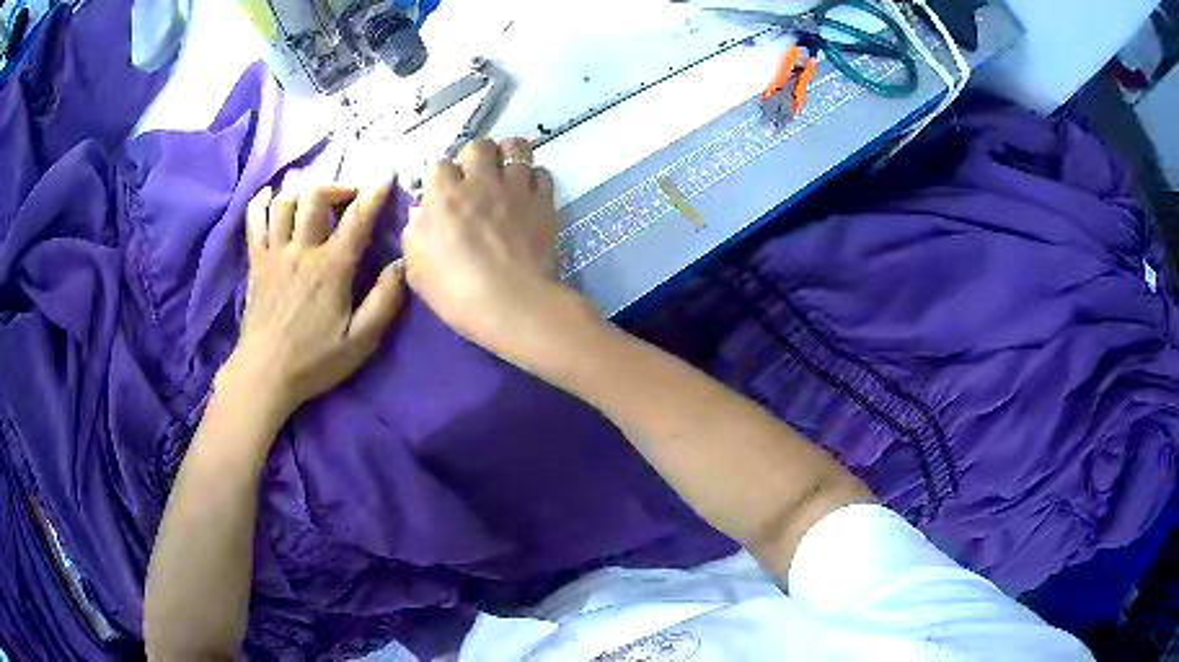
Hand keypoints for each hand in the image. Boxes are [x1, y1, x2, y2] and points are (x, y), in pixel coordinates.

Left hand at [221, 182, 405, 423]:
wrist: (265, 375)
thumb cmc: (314, 361)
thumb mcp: (361, 341)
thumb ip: (384, 301)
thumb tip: (401, 264)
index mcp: (331, 268)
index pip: (357, 218)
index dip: (374, 193)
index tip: (386, 177)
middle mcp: (302, 250)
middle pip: (316, 196)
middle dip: (338, 186)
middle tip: (350, 196)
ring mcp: (275, 253)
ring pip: (286, 202)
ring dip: (304, 192)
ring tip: (316, 200)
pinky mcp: (256, 262)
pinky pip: (254, 220)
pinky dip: (262, 202)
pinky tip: (272, 196)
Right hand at [402, 138, 594, 360]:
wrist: (513, 304)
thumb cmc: (456, 292)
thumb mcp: (416, 268)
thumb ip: (415, 233)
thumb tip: (421, 214)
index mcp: (444, 195)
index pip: (438, 164)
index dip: (440, 178)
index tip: (442, 195)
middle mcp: (481, 181)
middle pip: (479, 145)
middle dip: (474, 158)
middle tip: (475, 180)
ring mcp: (516, 188)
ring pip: (515, 147)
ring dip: (508, 157)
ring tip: (505, 175)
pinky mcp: (544, 201)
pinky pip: (542, 172)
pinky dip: (534, 179)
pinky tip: (528, 195)